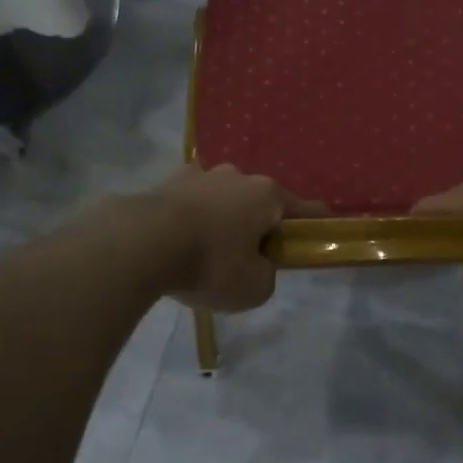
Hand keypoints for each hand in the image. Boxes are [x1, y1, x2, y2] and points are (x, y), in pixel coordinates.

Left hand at [147, 164, 322, 312]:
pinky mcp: (167, 182)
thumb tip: (257, 265)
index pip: (305, 209)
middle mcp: (239, 176)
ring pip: (224, 197)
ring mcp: (201, 175)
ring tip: (209, 248)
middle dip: (260, 223)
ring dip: (224, 217)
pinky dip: (192, 215)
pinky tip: (180, 237)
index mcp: (268, 195)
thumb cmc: (209, 263)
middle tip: (251, 255)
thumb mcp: (253, 287)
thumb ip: (266, 275)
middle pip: (260, 201)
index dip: (316, 223)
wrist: (140, 243)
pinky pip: (191, 200)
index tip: (323, 231)